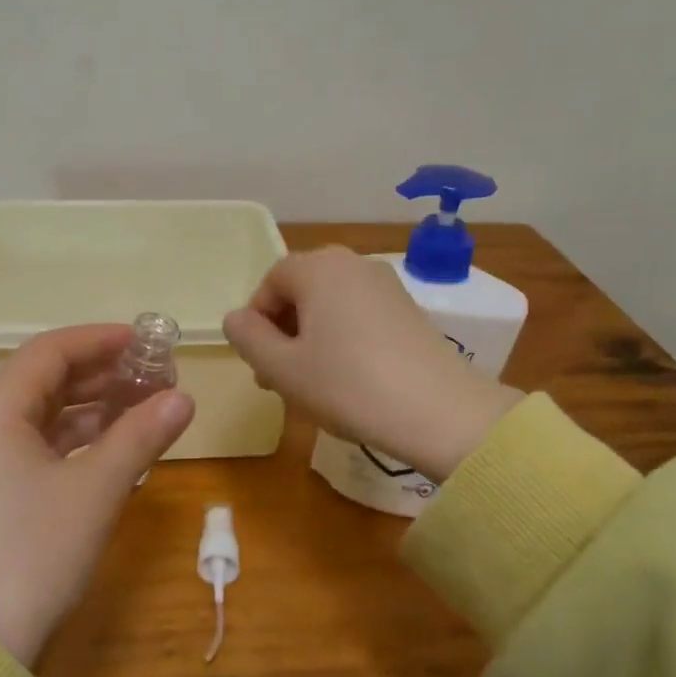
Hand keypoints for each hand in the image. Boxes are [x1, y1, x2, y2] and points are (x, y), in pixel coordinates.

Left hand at [0, 324, 194, 666]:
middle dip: (102, 373)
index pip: (50, 351)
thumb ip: (141, 435)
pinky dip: (78, 439)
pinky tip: (117, 446)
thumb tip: (184, 397)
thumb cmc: (36, 551)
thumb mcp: (97, 488)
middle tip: (153, 374)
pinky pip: (39, 444)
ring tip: (145, 406)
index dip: (100, 340)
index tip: (145, 341)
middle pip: (46, 378)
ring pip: (45, 414)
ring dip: (93, 407)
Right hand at [223, 247, 519, 481]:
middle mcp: (353, 264)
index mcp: (318, 268)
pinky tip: (347, 379)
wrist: (440, 412)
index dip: (257, 321)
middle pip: (301, 290)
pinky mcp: (409, 310)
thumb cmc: (348, 385)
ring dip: (310, 338)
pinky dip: (342, 339)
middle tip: (278, 378)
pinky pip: (359, 314)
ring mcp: (386, 285)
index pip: (271, 281)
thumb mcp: (282, 368)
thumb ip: (248, 338)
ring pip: (330, 305)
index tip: (259, 363)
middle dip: (282, 331)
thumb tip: (235, 318)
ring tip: (311, 384)